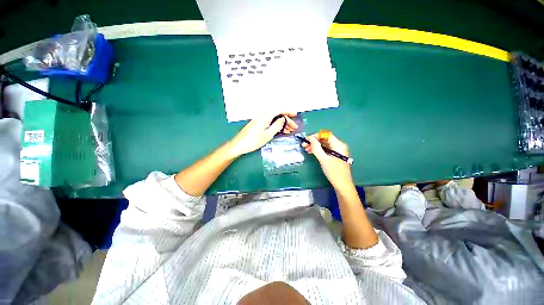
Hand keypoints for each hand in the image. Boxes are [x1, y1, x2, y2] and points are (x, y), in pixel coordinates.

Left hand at [228, 112, 297, 157]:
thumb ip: (277, 125)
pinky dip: (276, 126)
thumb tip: (283, 119)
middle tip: (294, 128)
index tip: (295, 115)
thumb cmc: (253, 141)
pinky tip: (281, 131)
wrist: (239, 145)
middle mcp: (263, 116)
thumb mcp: (268, 134)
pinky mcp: (258, 124)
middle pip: (277, 115)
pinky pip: (270, 122)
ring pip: (274, 119)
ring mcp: (260, 120)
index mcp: (265, 116)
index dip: (288, 112)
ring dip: (282, 124)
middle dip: (287, 120)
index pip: (279, 110)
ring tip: (289, 131)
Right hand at [302, 132, 351, 189]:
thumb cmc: (334, 172)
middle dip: (314, 141)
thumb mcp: (324, 159)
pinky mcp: (334, 156)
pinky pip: (325, 150)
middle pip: (325, 140)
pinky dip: (318, 150)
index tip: (307, 139)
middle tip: (304, 144)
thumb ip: (316, 148)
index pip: (326, 135)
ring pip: (324, 145)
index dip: (316, 136)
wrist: (342, 185)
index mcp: (338, 145)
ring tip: (306, 148)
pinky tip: (311, 152)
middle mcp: (338, 146)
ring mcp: (337, 151)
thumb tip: (311, 139)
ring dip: (315, 146)